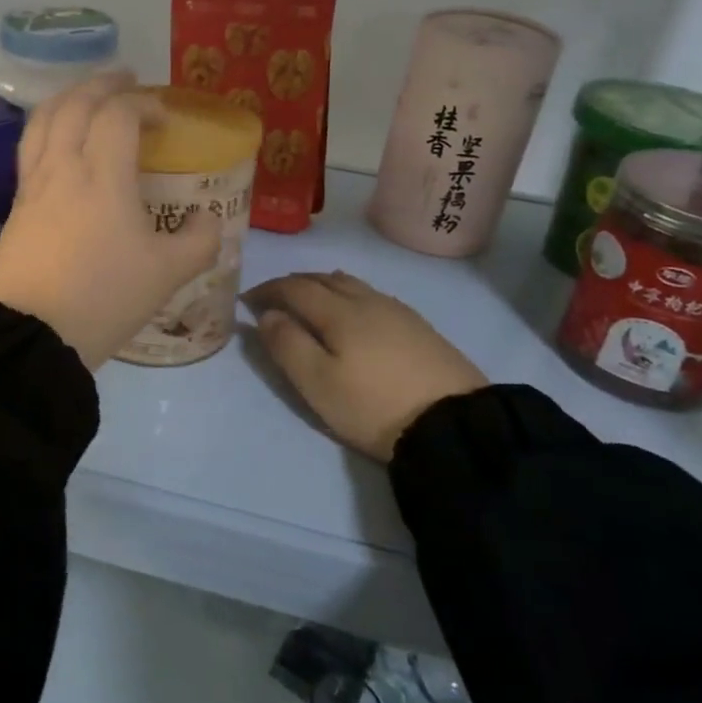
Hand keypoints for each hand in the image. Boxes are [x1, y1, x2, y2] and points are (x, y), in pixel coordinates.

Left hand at [0, 73, 219, 370]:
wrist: (32, 336)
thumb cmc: (105, 298)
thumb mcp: (168, 274)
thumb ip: (200, 240)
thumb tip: (208, 218)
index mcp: (102, 176)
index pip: (118, 114)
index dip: (144, 103)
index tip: (164, 116)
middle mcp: (62, 168)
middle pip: (75, 104)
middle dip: (102, 84)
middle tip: (125, 79)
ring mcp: (32, 185)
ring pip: (43, 120)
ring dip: (68, 98)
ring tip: (87, 97)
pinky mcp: (15, 206)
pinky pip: (30, 148)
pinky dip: (49, 127)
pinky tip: (60, 142)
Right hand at [244, 271, 486, 462]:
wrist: (454, 424)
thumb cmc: (374, 406)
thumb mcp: (318, 383)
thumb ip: (287, 345)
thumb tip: (267, 315)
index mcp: (339, 311)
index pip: (294, 287)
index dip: (267, 290)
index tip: (246, 300)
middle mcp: (367, 300)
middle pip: (324, 278)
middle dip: (293, 283)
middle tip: (273, 298)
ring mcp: (397, 311)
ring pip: (351, 283)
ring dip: (322, 285)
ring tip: (309, 300)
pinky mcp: (419, 326)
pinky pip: (372, 295)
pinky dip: (348, 294)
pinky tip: (353, 312)